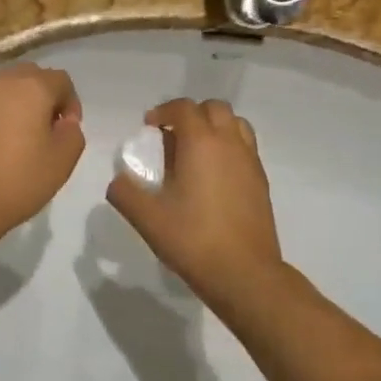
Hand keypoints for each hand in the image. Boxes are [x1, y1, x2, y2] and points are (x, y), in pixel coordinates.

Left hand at [0, 63, 85, 244]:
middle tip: (39, 130)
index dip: (70, 103)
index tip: (65, 130)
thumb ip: (73, 134)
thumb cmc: (17, 181)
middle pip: (26, 77)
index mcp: (31, 88)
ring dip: (7, 106)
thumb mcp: (62, 162)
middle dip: (38, 97)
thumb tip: (64, 122)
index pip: (60, 80)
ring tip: (6, 139)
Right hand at [106, 98, 283, 312]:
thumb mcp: (146, 217)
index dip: (163, 111)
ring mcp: (251, 161)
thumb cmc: (192, 239)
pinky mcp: (262, 181)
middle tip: (171, 137)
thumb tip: (118, 181)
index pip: (184, 108)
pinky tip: (213, 177)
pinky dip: (228, 148)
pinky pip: (245, 148)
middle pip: (214, 108)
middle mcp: (230, 143)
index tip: (148, 127)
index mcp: (201, 142)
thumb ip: (124, 192)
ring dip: (214, 127)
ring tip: (195, 153)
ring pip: (236, 124)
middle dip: (191, 114)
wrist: (244, 273)